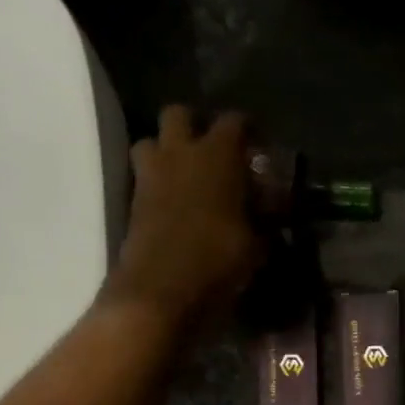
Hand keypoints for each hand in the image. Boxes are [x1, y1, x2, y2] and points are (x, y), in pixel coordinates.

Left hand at [105, 107, 263, 324]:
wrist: (161, 290)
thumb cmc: (219, 260)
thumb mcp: (257, 243)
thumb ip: (264, 217)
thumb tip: (271, 207)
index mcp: (217, 155)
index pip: (234, 121)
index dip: (248, 128)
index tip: (259, 142)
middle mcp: (180, 153)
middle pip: (179, 113)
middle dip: (196, 125)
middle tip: (214, 149)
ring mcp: (150, 175)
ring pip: (151, 140)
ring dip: (168, 149)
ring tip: (189, 173)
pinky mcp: (133, 200)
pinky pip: (145, 175)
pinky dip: (160, 180)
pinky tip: (178, 202)